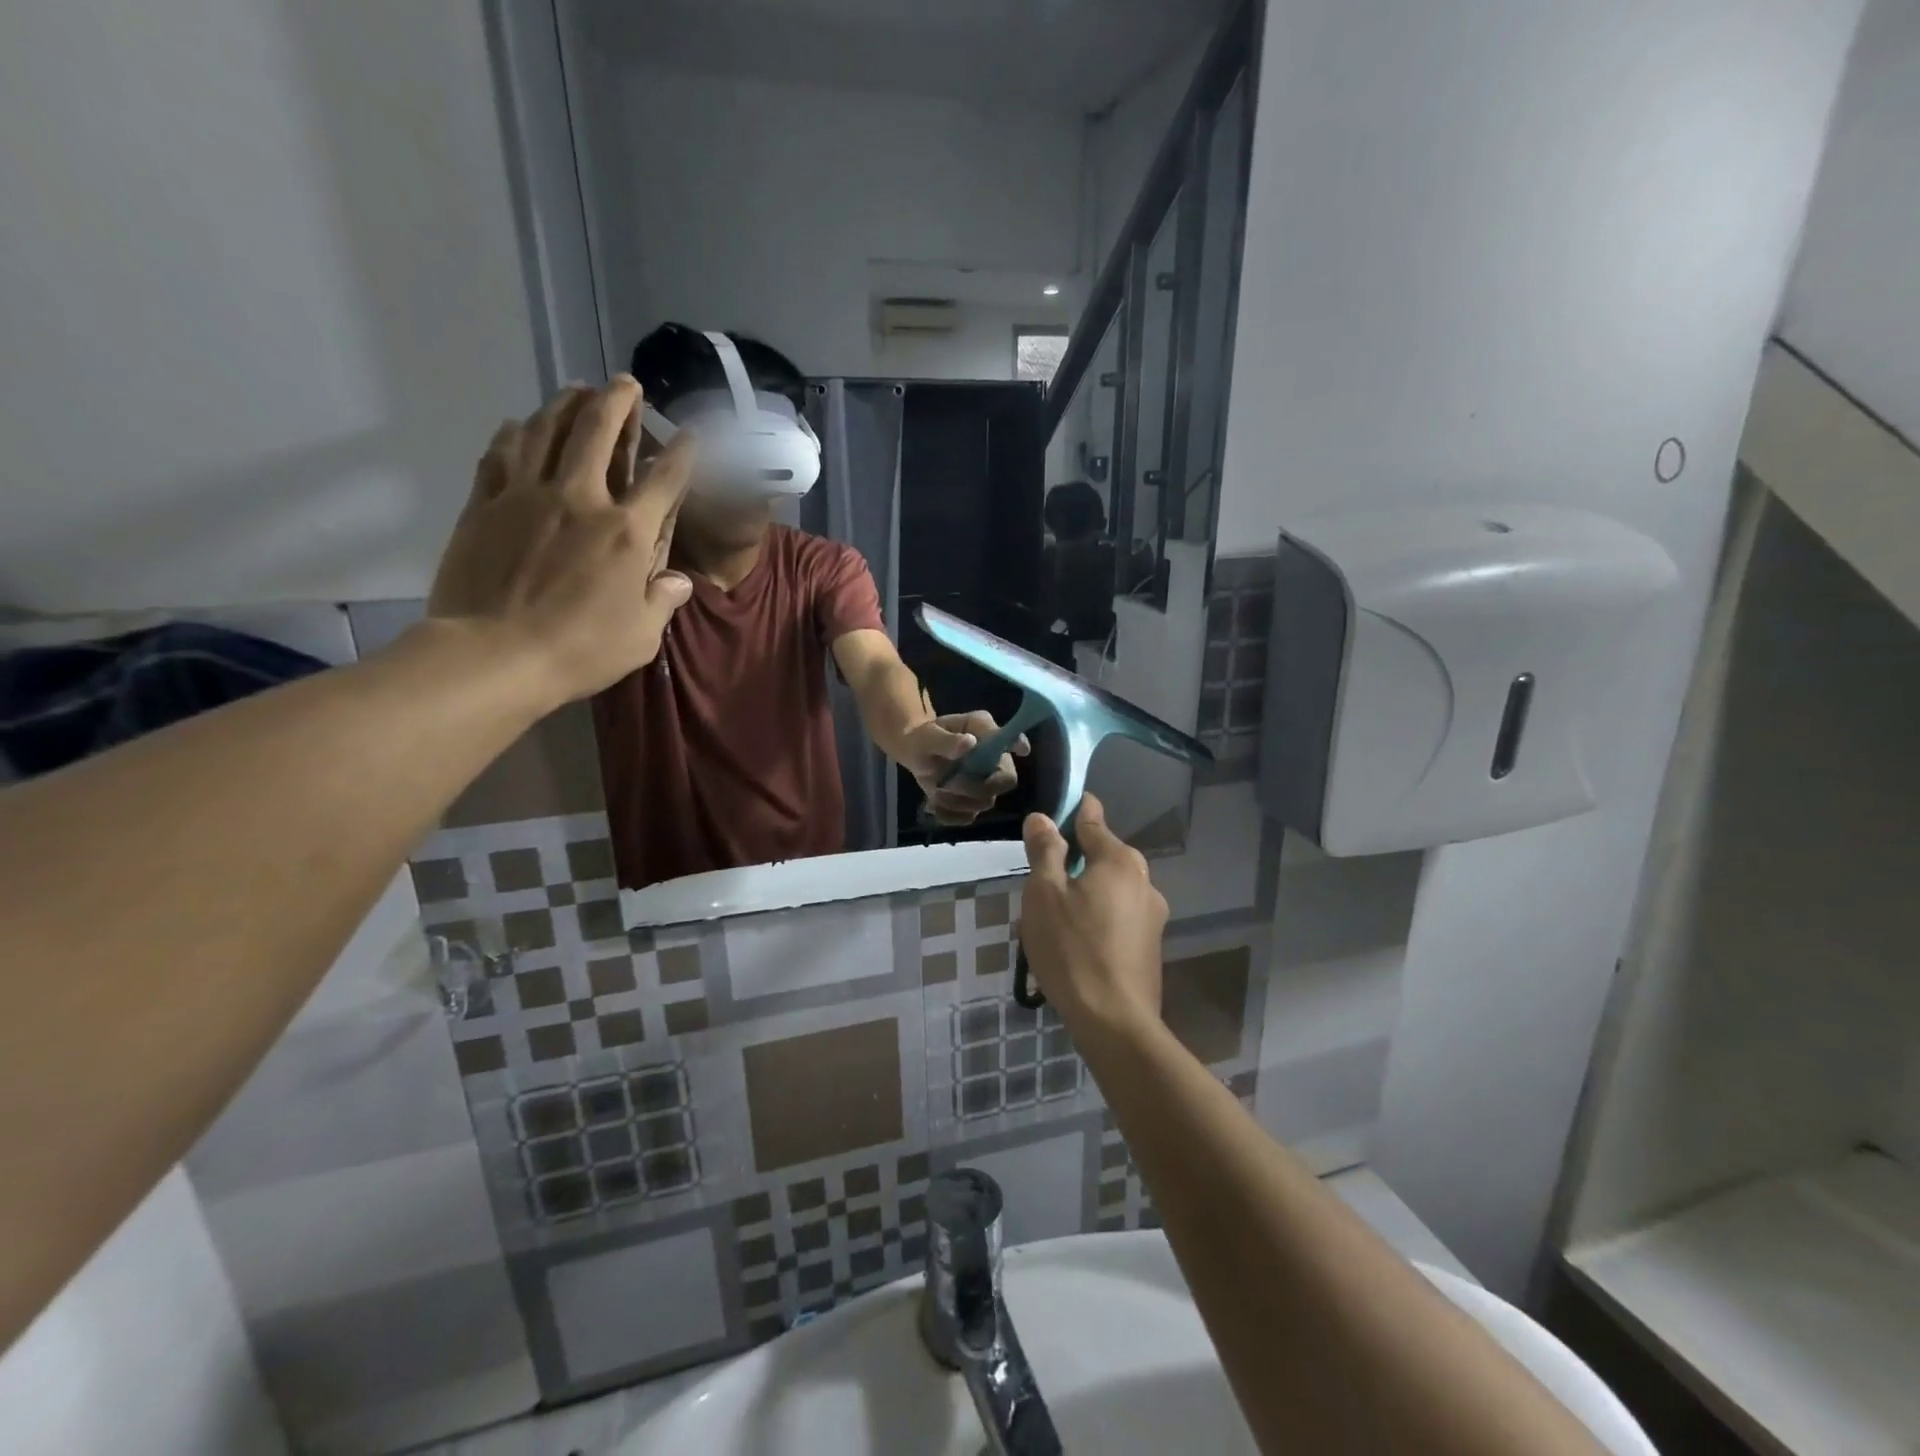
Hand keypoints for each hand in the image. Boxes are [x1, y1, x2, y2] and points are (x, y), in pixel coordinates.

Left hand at [428, 377, 695, 705]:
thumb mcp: (641, 636)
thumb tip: (677, 581)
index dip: (681, 453)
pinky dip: (514, 434)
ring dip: (565, 404)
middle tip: (624, 384)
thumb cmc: (581, 650)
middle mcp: (580, 500)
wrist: (495, 654)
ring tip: (576, 390)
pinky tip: (520, 425)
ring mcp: (527, 496)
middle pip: (598, 433)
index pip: (663, 480)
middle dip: (616, 402)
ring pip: (546, 431)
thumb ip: (661, 600)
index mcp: (627, 533)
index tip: (690, 433)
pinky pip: (500, 455)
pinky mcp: (485, 505)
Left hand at [903, 711, 1027, 824]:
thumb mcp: (928, 736)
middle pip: (1005, 780)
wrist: (914, 752)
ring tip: (936, 789)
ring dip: (958, 801)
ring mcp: (985, 782)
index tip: (1020, 750)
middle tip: (949, 783)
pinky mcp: (972, 801)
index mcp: (985, 733)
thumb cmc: (925, 737)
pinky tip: (934, 805)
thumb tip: (969, 743)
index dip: (1019, 745)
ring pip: (985, 802)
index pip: (1012, 739)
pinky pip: (968, 817)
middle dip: (977, 787)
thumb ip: (947, 741)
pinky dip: (950, 815)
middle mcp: (993, 758)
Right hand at [1020, 794, 1167, 1034]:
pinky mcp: (1151, 946)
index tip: (1053, 812)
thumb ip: (1045, 851)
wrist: (1115, 1022)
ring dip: (1084, 895)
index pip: (1093, 819)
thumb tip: (1042, 818)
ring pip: (1109, 890)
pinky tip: (1074, 946)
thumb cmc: (1072, 949)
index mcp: (1120, 861)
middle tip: (1040, 885)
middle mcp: (1144, 881)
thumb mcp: (1044, 894)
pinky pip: (1117, 918)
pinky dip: (1096, 920)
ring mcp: (1153, 916)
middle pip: (1102, 857)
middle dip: (1073, 862)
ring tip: (1052, 922)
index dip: (1072, 811)